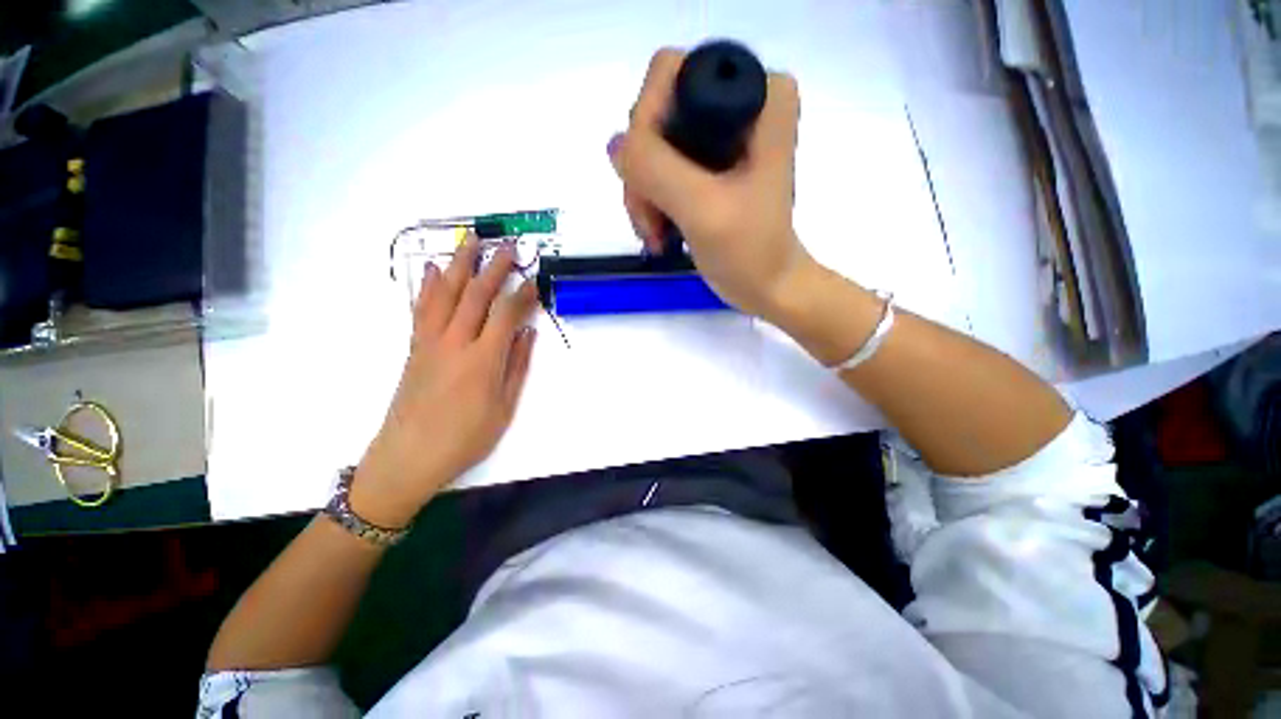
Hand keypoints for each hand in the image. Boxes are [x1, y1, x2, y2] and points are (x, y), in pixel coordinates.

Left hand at [351, 238, 538, 527]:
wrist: (407, 457)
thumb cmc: (465, 438)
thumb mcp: (504, 408)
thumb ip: (517, 366)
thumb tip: (528, 333)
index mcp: (483, 360)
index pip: (507, 314)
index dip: (523, 294)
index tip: (534, 279)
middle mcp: (455, 343)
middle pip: (477, 295)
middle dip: (495, 268)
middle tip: (509, 247)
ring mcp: (430, 342)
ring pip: (447, 294)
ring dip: (461, 264)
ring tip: (471, 240)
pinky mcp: (415, 347)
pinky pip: (422, 308)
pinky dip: (429, 286)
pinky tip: (435, 269)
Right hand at [609, 48, 811, 321]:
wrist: (768, 286)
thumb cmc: (749, 252)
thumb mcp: (703, 209)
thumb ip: (655, 169)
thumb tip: (615, 144)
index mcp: (758, 94)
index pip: (671, 74)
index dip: (648, 127)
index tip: (653, 185)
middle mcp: (740, 102)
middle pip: (657, 114)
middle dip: (645, 173)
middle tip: (652, 221)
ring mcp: (721, 134)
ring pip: (651, 146)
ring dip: (645, 195)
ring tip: (657, 236)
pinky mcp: (708, 164)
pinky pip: (659, 167)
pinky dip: (651, 202)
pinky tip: (660, 233)